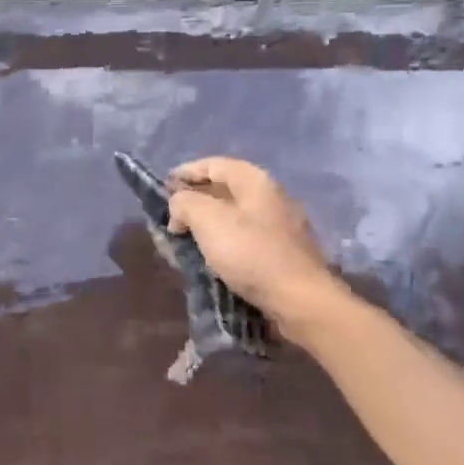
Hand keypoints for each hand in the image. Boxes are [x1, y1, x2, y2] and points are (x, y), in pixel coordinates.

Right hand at [166, 157, 340, 334]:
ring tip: (187, 238)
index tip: (163, 188)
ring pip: (236, 215)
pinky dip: (226, 241)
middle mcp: (272, 196)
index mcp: (255, 181)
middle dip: (196, 199)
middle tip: (173, 216)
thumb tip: (179, 206)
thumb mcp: (207, 220)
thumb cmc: (251, 253)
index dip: (186, 173)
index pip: (214, 164)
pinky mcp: (285, 252)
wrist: (300, 300)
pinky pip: (247, 237)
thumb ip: (185, 203)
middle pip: (226, 189)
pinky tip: (213, 256)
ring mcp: (282, 225)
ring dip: (210, 222)